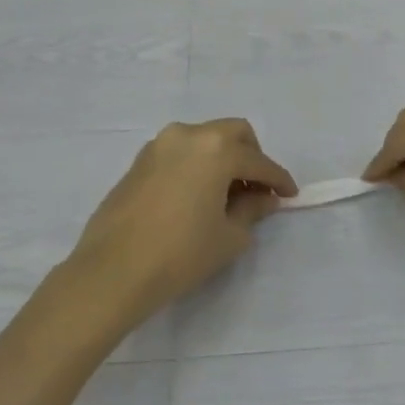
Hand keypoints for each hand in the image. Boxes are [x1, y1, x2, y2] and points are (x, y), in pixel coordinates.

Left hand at [68, 119, 297, 316]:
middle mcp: (188, 135)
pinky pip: (180, 153)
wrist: (113, 271)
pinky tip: (197, 196)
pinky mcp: (139, 161)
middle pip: (233, 133)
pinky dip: (197, 165)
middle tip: (257, 189)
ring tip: (226, 195)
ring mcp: (159, 145)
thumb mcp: (229, 236)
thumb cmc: (181, 253)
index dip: (279, 180)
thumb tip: (263, 198)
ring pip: (203, 139)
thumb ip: (252, 210)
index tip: (290, 195)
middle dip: (252, 157)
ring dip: (222, 159)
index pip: (259, 161)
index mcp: (216, 149)